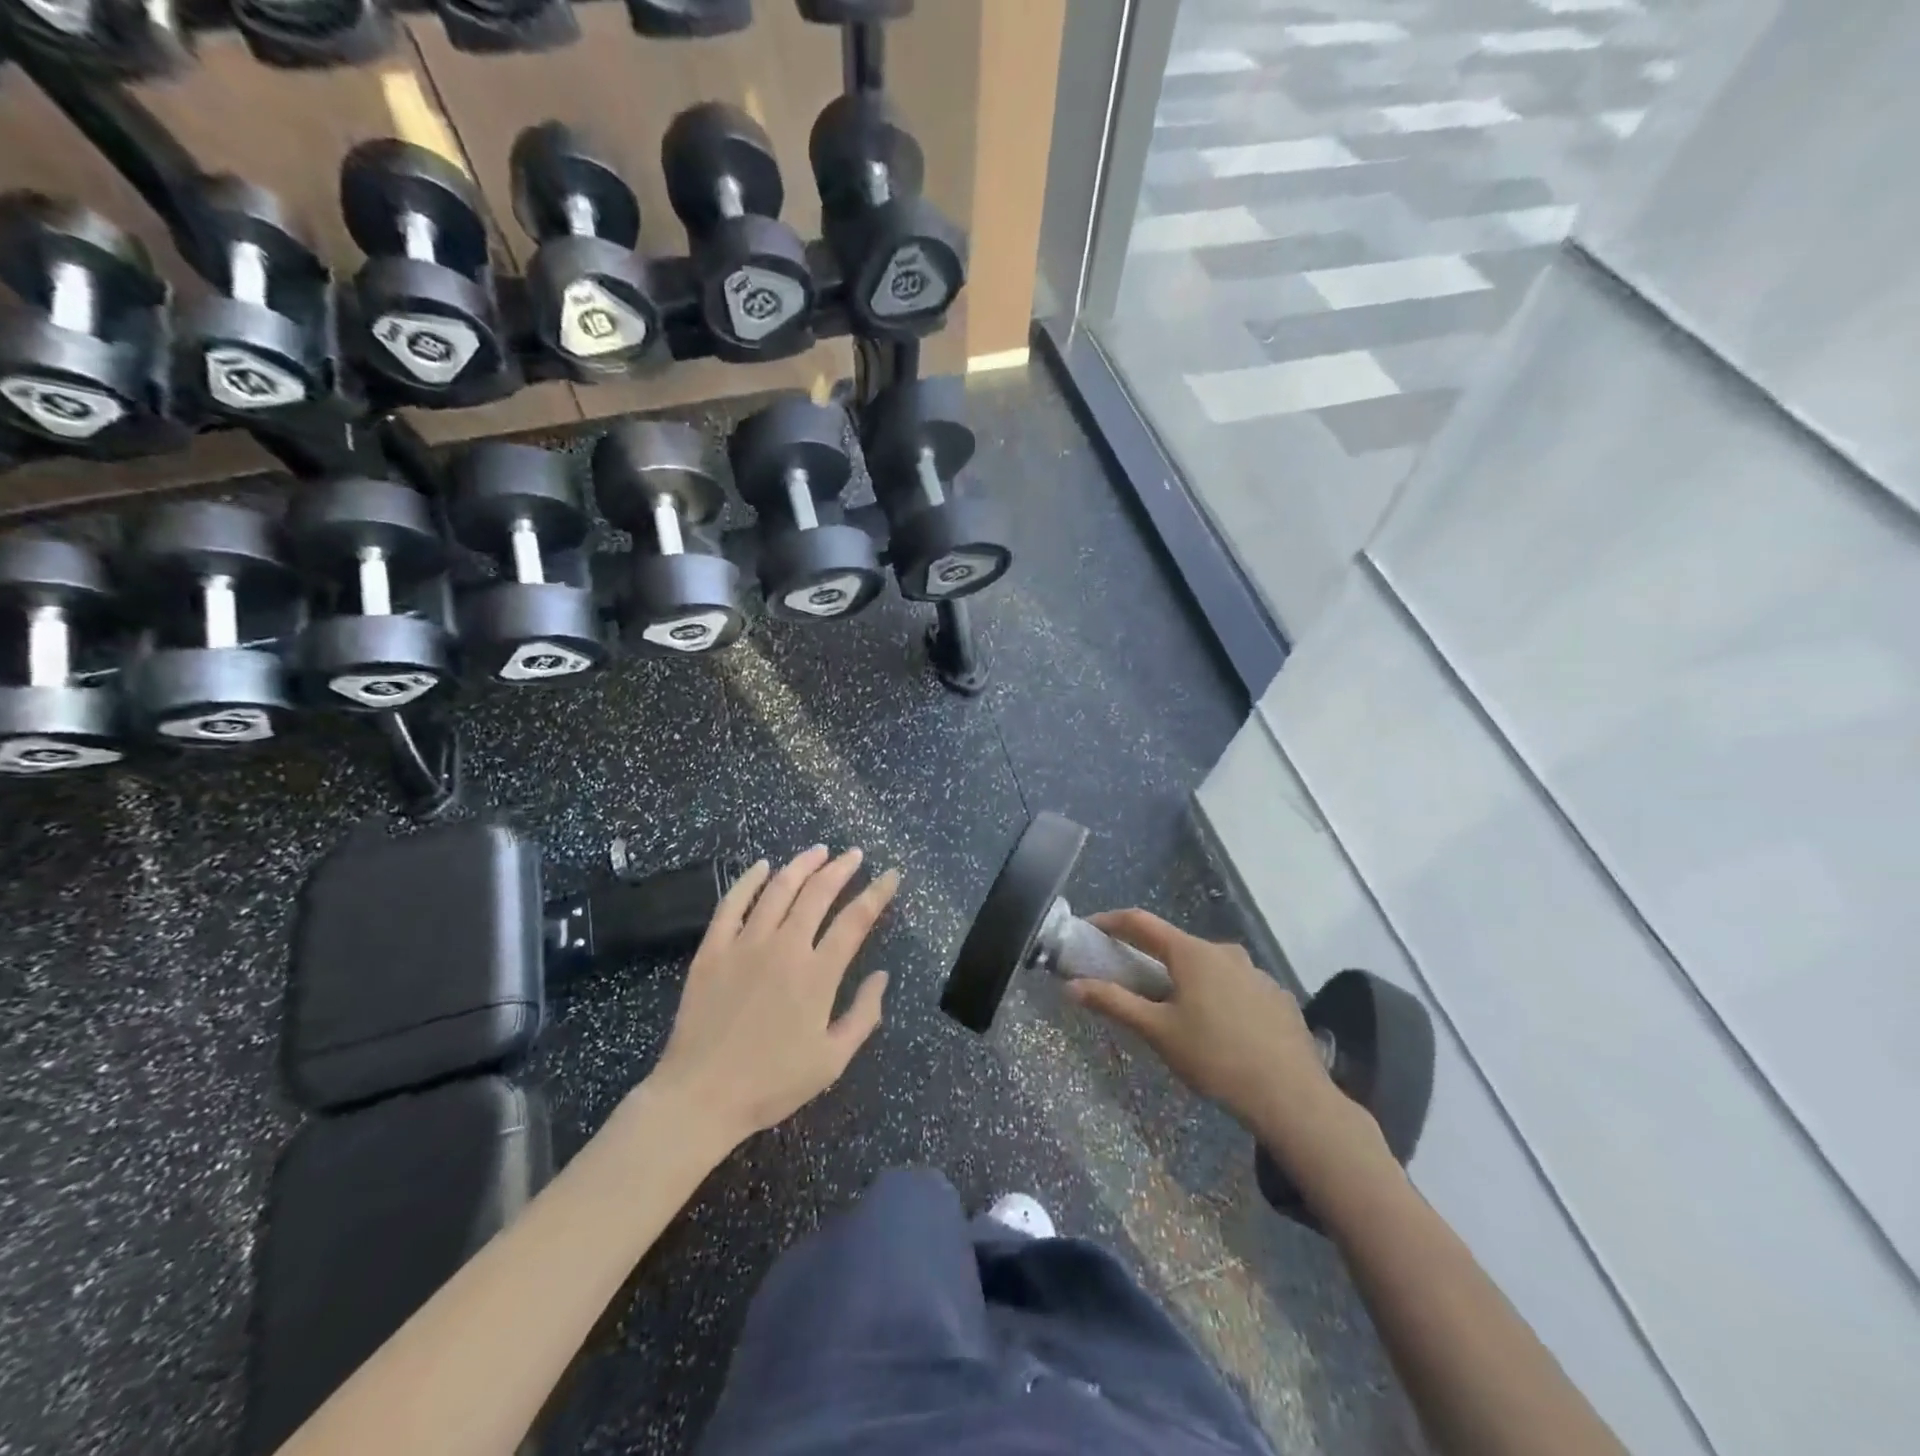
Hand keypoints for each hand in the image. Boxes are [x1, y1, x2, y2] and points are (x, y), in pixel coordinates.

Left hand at [644, 847, 897, 1151]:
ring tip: (818, 851)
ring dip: (802, 865)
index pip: (855, 920)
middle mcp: (785, 947)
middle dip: (841, 868)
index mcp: (818, 974)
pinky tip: (762, 866)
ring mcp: (745, 944)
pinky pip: (732, 904)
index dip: (877, 893)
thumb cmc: (771, 1083)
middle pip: (818, 893)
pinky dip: (749, 880)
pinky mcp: (712, 950)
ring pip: (778, 889)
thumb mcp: (831, 1060)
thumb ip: (863, 1015)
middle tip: (854, 854)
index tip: (890, 875)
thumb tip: (881, 975)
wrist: (700, 1096)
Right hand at [1069, 910, 1378, 1161]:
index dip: (1111, 921)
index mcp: (1192, 953)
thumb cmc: (1215, 1058)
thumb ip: (1114, 1003)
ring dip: (1185, 980)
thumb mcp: (1157, 1032)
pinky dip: (1216, 997)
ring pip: (1208, 968)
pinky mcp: (1277, 997)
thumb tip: (1071, 986)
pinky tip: (1218, 1031)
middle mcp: (1225, 952)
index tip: (1090, 929)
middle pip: (1176, 946)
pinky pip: (1235, 987)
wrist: (1293, 1098)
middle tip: (1130, 983)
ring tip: (1176, 1013)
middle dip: (1149, 958)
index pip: (1141, 922)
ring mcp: (1256, 973)